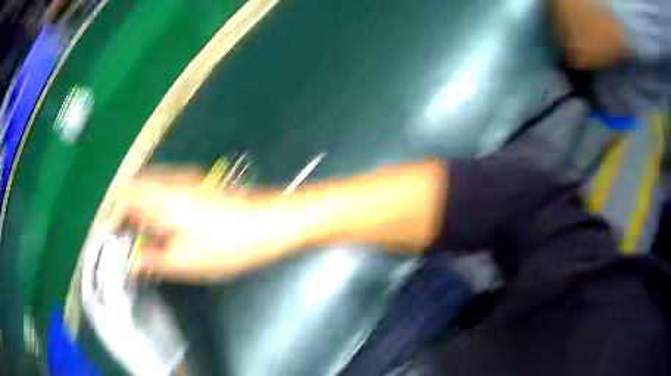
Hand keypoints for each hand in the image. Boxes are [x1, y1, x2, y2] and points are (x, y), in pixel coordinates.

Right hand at [111, 167, 299, 282]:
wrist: (271, 222)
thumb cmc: (226, 244)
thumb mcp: (184, 261)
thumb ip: (152, 260)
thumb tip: (132, 262)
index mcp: (161, 197)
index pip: (125, 195)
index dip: (116, 214)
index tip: (117, 236)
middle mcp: (171, 182)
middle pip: (138, 191)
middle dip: (130, 214)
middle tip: (133, 241)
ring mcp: (188, 181)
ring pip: (153, 191)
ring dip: (145, 212)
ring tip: (150, 239)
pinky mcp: (201, 186)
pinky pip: (169, 193)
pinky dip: (161, 208)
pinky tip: (171, 229)